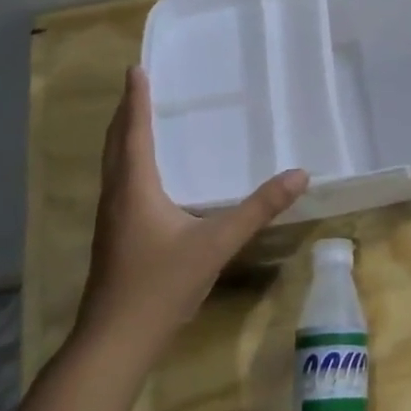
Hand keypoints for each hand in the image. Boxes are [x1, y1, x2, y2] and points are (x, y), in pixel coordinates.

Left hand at [77, 67, 308, 343]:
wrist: (115, 341)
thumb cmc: (161, 285)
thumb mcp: (217, 243)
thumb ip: (258, 208)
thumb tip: (299, 174)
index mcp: (135, 188)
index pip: (134, 132)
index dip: (135, 100)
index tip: (135, 69)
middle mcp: (117, 197)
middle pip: (116, 144)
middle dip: (126, 113)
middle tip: (137, 86)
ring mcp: (110, 220)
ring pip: (113, 166)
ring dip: (123, 138)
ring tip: (138, 120)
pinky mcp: (113, 238)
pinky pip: (118, 184)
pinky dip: (127, 163)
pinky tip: (144, 177)